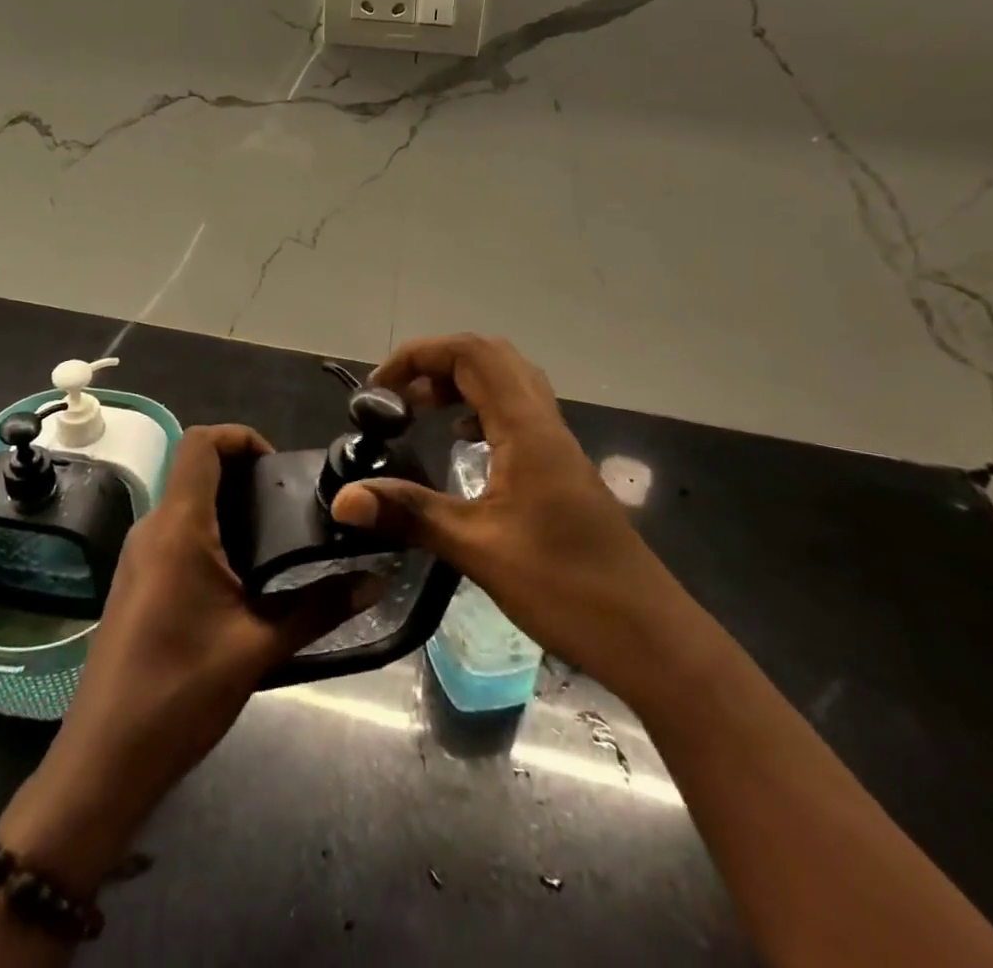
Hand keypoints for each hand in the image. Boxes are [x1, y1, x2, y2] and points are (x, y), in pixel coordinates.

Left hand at [0, 425, 379, 894]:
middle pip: (196, 469)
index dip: (241, 436)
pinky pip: (176, 535)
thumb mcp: (258, 648)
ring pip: (187, 504)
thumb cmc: (179, 692)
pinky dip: (212, 535)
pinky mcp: (136, 583)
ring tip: (278, 542)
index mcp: (178, 526)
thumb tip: (375, 583)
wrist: (103, 762)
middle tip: (293, 508)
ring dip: (230, 507)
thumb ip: (319, 608)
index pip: (201, 442)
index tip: (279, 467)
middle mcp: (152, 528)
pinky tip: (243, 579)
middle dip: (245, 475)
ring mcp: (138, 556)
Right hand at [331, 335, 699, 705]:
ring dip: (461, 385)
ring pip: (507, 384)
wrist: (650, 636)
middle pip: (490, 359)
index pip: (471, 354)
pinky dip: (480, 413)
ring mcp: (557, 446)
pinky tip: (463, 448)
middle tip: (400, 398)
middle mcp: (544, 423)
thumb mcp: (477, 548)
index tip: (379, 388)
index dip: (420, 355)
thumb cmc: (565, 586)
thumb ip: (409, 513)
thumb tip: (342, 499)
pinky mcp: (561, 470)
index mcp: (526, 427)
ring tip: (422, 414)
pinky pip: (516, 415)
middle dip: (437, 364)